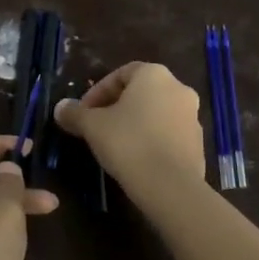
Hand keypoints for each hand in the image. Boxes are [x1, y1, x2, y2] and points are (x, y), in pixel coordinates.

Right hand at [53, 62, 206, 189]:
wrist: (170, 186)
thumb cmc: (128, 143)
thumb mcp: (92, 126)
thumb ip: (75, 113)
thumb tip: (60, 108)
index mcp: (154, 75)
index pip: (121, 73)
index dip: (98, 91)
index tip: (84, 112)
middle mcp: (178, 88)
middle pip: (140, 92)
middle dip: (116, 107)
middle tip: (96, 127)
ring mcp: (193, 116)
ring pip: (156, 113)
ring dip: (135, 123)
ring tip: (114, 144)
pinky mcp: (198, 143)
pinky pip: (168, 134)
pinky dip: (151, 139)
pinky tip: (136, 159)